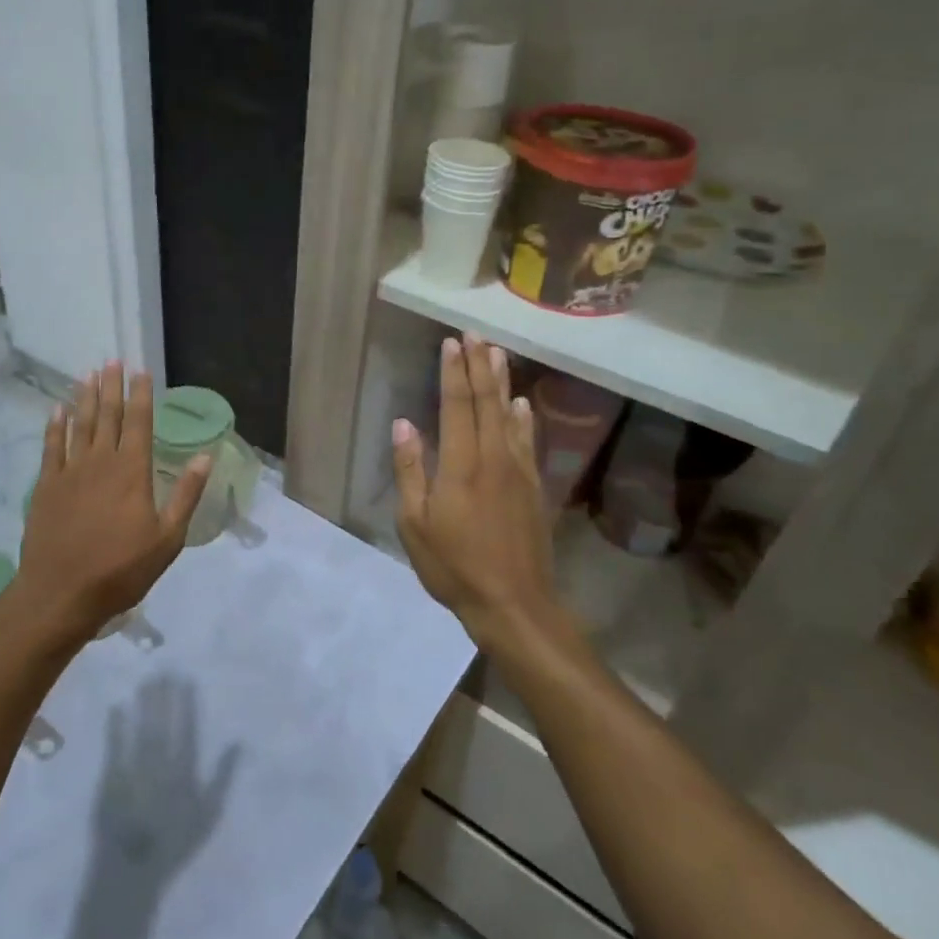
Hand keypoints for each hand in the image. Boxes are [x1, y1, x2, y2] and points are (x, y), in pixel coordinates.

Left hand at [14, 363, 209, 645]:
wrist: (61, 594)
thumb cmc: (121, 570)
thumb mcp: (167, 538)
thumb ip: (186, 494)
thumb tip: (206, 455)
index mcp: (132, 472)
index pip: (139, 422)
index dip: (141, 394)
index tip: (141, 370)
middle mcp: (100, 462)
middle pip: (108, 416)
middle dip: (112, 387)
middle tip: (112, 361)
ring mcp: (70, 472)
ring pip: (80, 425)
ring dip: (85, 398)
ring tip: (88, 374)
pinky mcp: (46, 487)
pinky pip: (51, 446)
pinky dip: (55, 426)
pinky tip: (58, 410)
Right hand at [392, 335, 558, 649]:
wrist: (514, 603)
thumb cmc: (454, 566)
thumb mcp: (415, 524)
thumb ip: (410, 470)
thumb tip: (404, 424)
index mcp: (460, 465)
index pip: (456, 406)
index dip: (453, 372)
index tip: (451, 343)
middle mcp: (493, 457)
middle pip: (485, 402)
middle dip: (478, 366)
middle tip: (475, 335)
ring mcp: (518, 471)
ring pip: (508, 415)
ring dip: (501, 382)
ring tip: (497, 353)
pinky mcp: (533, 487)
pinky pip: (527, 441)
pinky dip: (523, 417)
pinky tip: (521, 403)